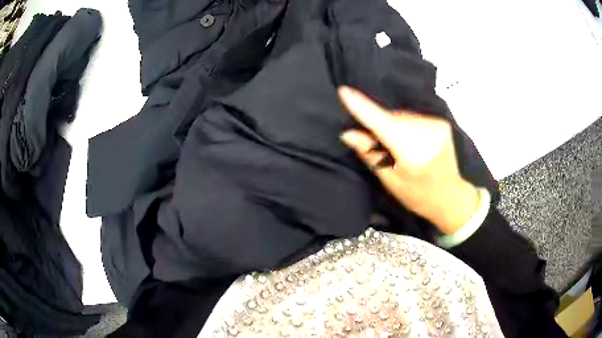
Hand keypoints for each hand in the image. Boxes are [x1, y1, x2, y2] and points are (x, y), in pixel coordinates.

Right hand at [338, 86, 479, 234]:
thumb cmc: (419, 195)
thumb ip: (371, 154)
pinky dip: (407, 125)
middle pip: (392, 117)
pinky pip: (414, 118)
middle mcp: (425, 130)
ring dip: (394, 125)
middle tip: (378, 144)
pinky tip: (411, 142)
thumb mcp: (391, 181)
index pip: (380, 121)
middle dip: (380, 125)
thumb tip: (348, 134)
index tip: (344, 91)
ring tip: (398, 147)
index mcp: (411, 149)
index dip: (360, 106)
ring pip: (402, 116)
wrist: (452, 197)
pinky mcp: (441, 122)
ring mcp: (436, 124)